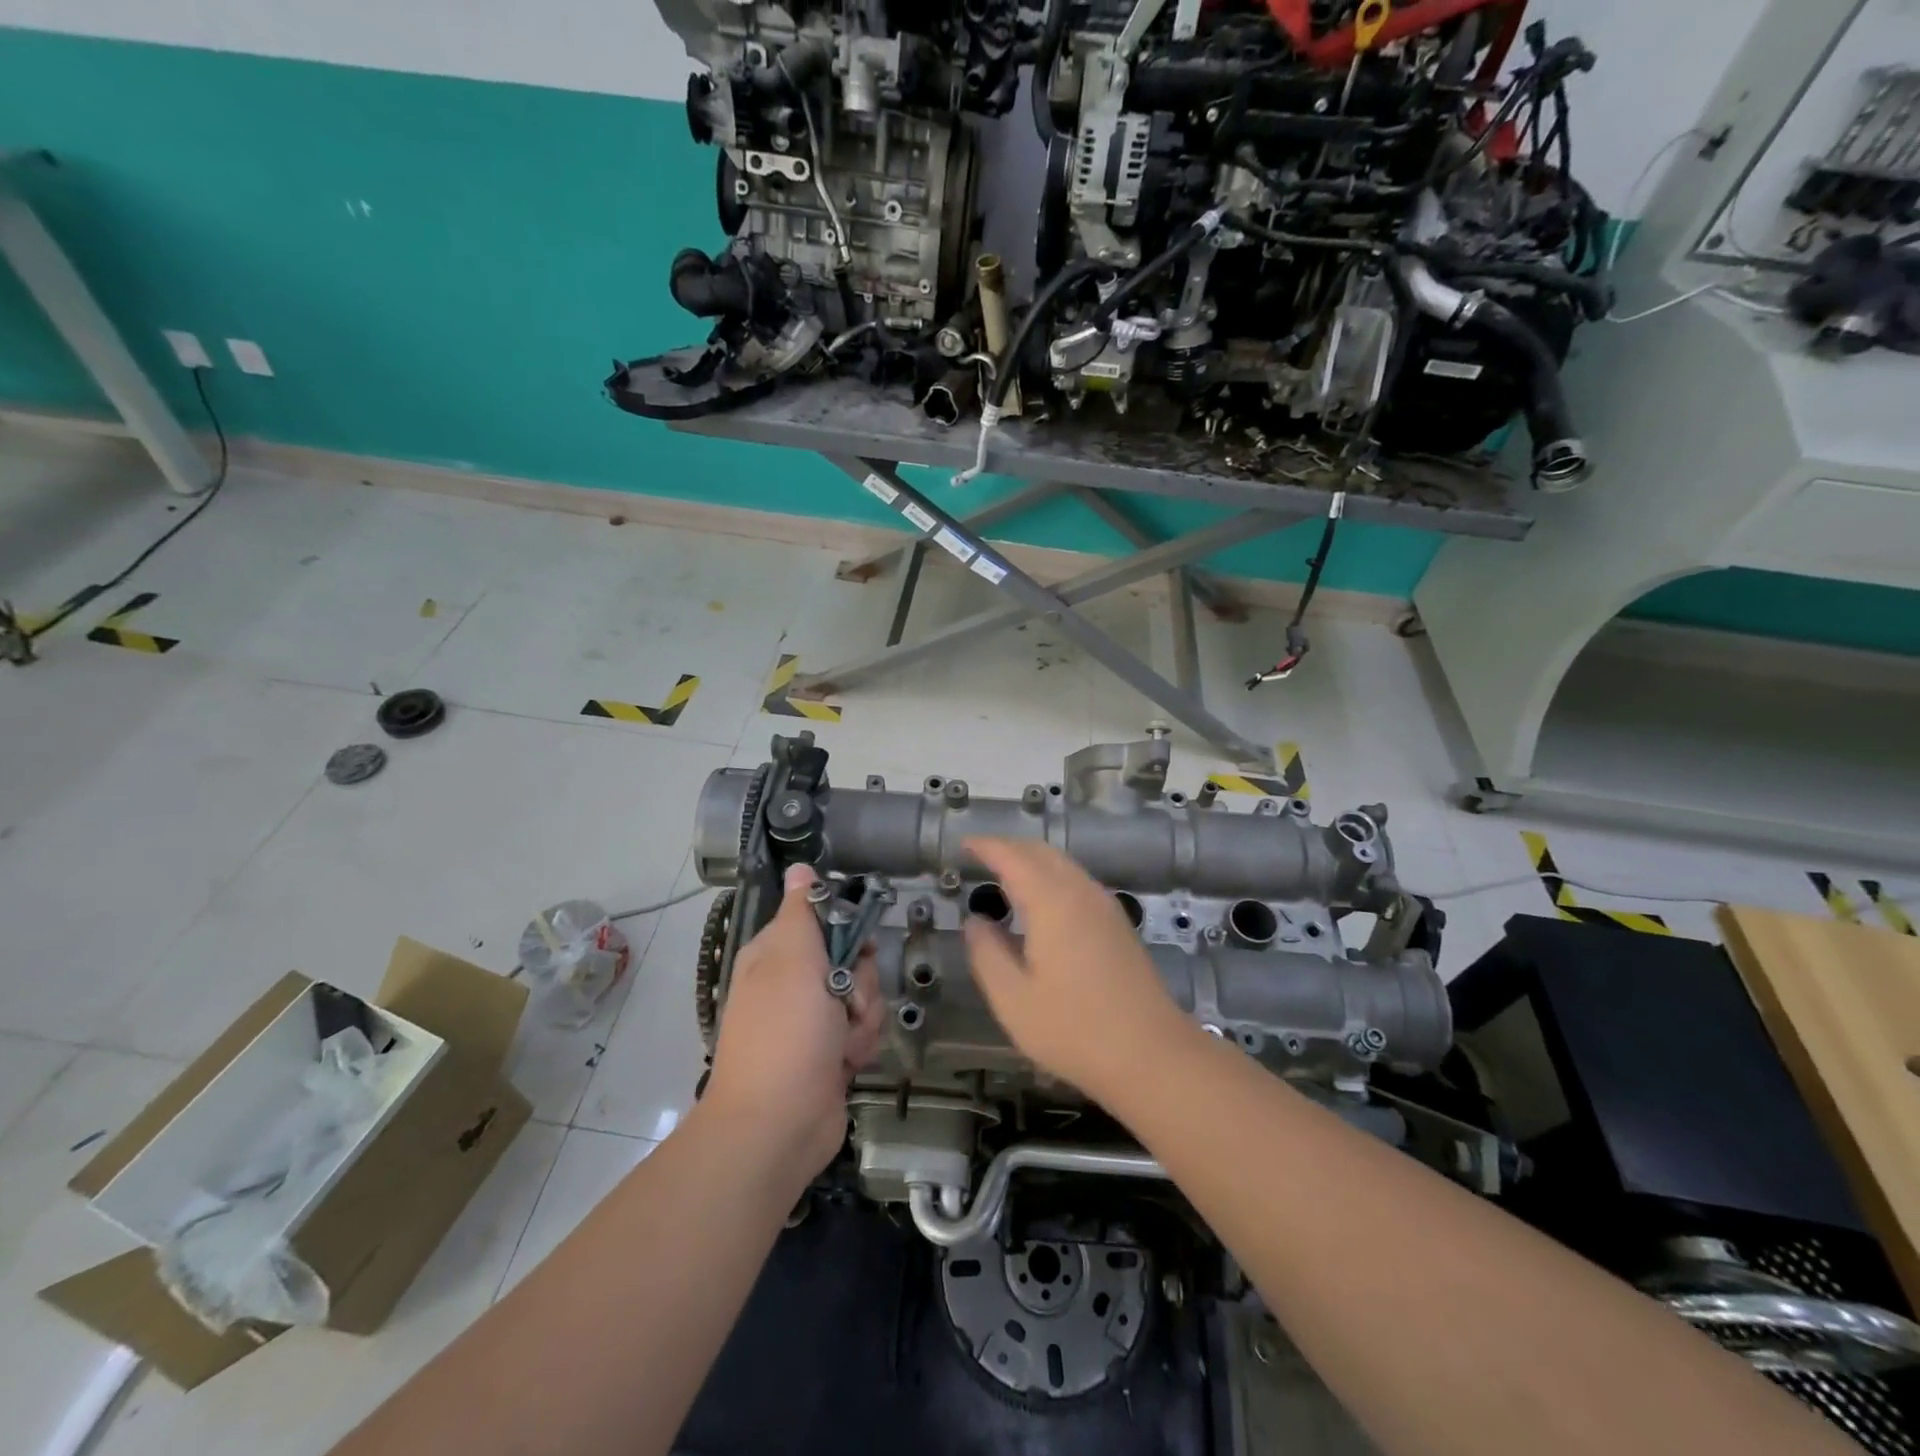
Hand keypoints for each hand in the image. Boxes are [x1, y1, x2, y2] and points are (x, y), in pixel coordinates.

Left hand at [704, 865, 882, 1179]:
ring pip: (863, 996)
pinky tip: (846, 1062)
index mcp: (775, 954)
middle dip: (861, 981)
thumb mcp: (793, 959)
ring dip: (863, 1017)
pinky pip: (863, 1031)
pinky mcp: (830, 1053)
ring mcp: (812, 1021)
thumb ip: (802, 911)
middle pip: (852, 958)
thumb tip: (799, 866)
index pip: (824, 919)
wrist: (777, 1125)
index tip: (858, 944)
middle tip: (846, 999)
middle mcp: (793, 983)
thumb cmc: (785, 1033)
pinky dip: (860, 1045)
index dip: (847, 929)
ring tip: (843, 1041)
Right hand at [963, 837, 1192, 1104]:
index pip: (1012, 856)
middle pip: (1041, 852)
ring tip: (1004, 879)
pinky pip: (1078, 882)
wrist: (1152, 1055)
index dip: (985, 846)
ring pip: (1063, 865)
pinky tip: (1041, 906)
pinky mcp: (1118, 924)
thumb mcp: (1012, 998)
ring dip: (1032, 862)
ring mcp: (1105, 906)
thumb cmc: (1074, 1028)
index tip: (962, 844)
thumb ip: (987, 953)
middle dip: (1008, 848)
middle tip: (979, 859)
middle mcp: (1081, 892)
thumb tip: (975, 921)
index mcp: (1052, 901)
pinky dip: (1051, 878)